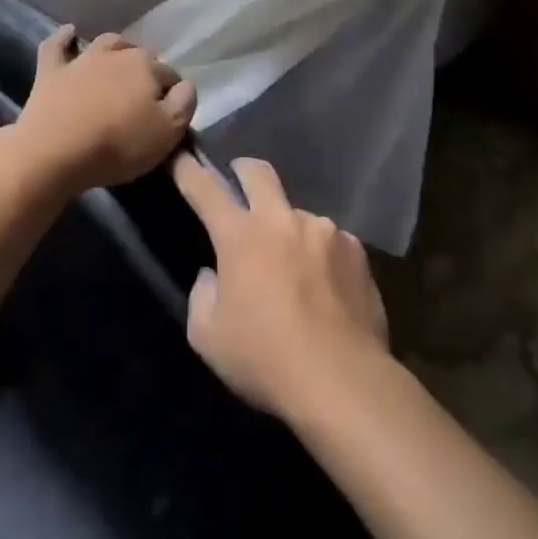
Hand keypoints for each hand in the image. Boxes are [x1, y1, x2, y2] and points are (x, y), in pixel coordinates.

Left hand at [11, 26, 196, 193]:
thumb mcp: (168, 132)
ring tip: (120, 61)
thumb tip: (186, 85)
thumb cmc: (118, 144)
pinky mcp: (51, 72)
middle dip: (146, 71)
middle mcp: (116, 54)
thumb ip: (184, 104)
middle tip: (145, 97)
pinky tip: (69, 32)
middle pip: (140, 57)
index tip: (168, 116)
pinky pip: (56, 46)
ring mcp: (81, 60)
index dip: (172, 95)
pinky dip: (63, 38)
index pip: (170, 76)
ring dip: (116, 49)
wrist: (55, 151)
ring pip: (105, 44)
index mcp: (147, 67)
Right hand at [172, 153, 389, 420]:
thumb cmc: (264, 359)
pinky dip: (320, 256)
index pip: (205, 189)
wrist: (341, 379)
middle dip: (243, 171)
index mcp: (241, 235)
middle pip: (258, 172)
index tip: (182, 158)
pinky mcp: (356, 250)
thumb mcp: (208, 337)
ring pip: (298, 215)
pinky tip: (325, 288)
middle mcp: (282, 220)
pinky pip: (330, 242)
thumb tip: (213, 275)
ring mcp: (324, 230)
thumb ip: (203, 295)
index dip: (189, 171)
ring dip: (288, 231)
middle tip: (239, 183)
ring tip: (294, 270)